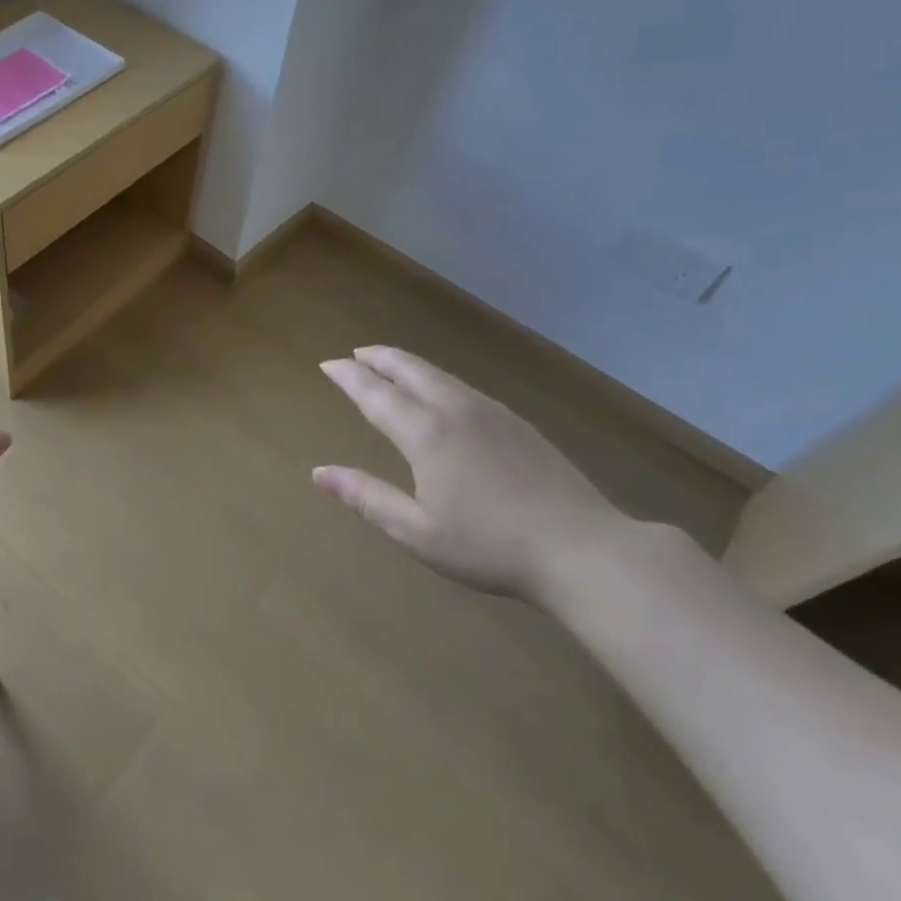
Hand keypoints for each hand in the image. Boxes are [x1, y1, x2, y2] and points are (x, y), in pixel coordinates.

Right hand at [313, 346, 635, 600]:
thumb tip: (320, 473)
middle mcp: (455, 410)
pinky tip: (441, 391)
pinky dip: (437, 378)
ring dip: (408, 364)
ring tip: (389, 364)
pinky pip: (464, 386)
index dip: (349, 377)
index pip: (376, 394)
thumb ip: (367, 497)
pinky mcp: (517, 423)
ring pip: (440, 375)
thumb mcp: (417, 532)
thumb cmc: (490, 546)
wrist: (581, 548)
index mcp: (426, 434)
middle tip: (356, 352)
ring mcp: (491, 413)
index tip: (328, 364)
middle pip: (410, 370)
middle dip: (379, 358)